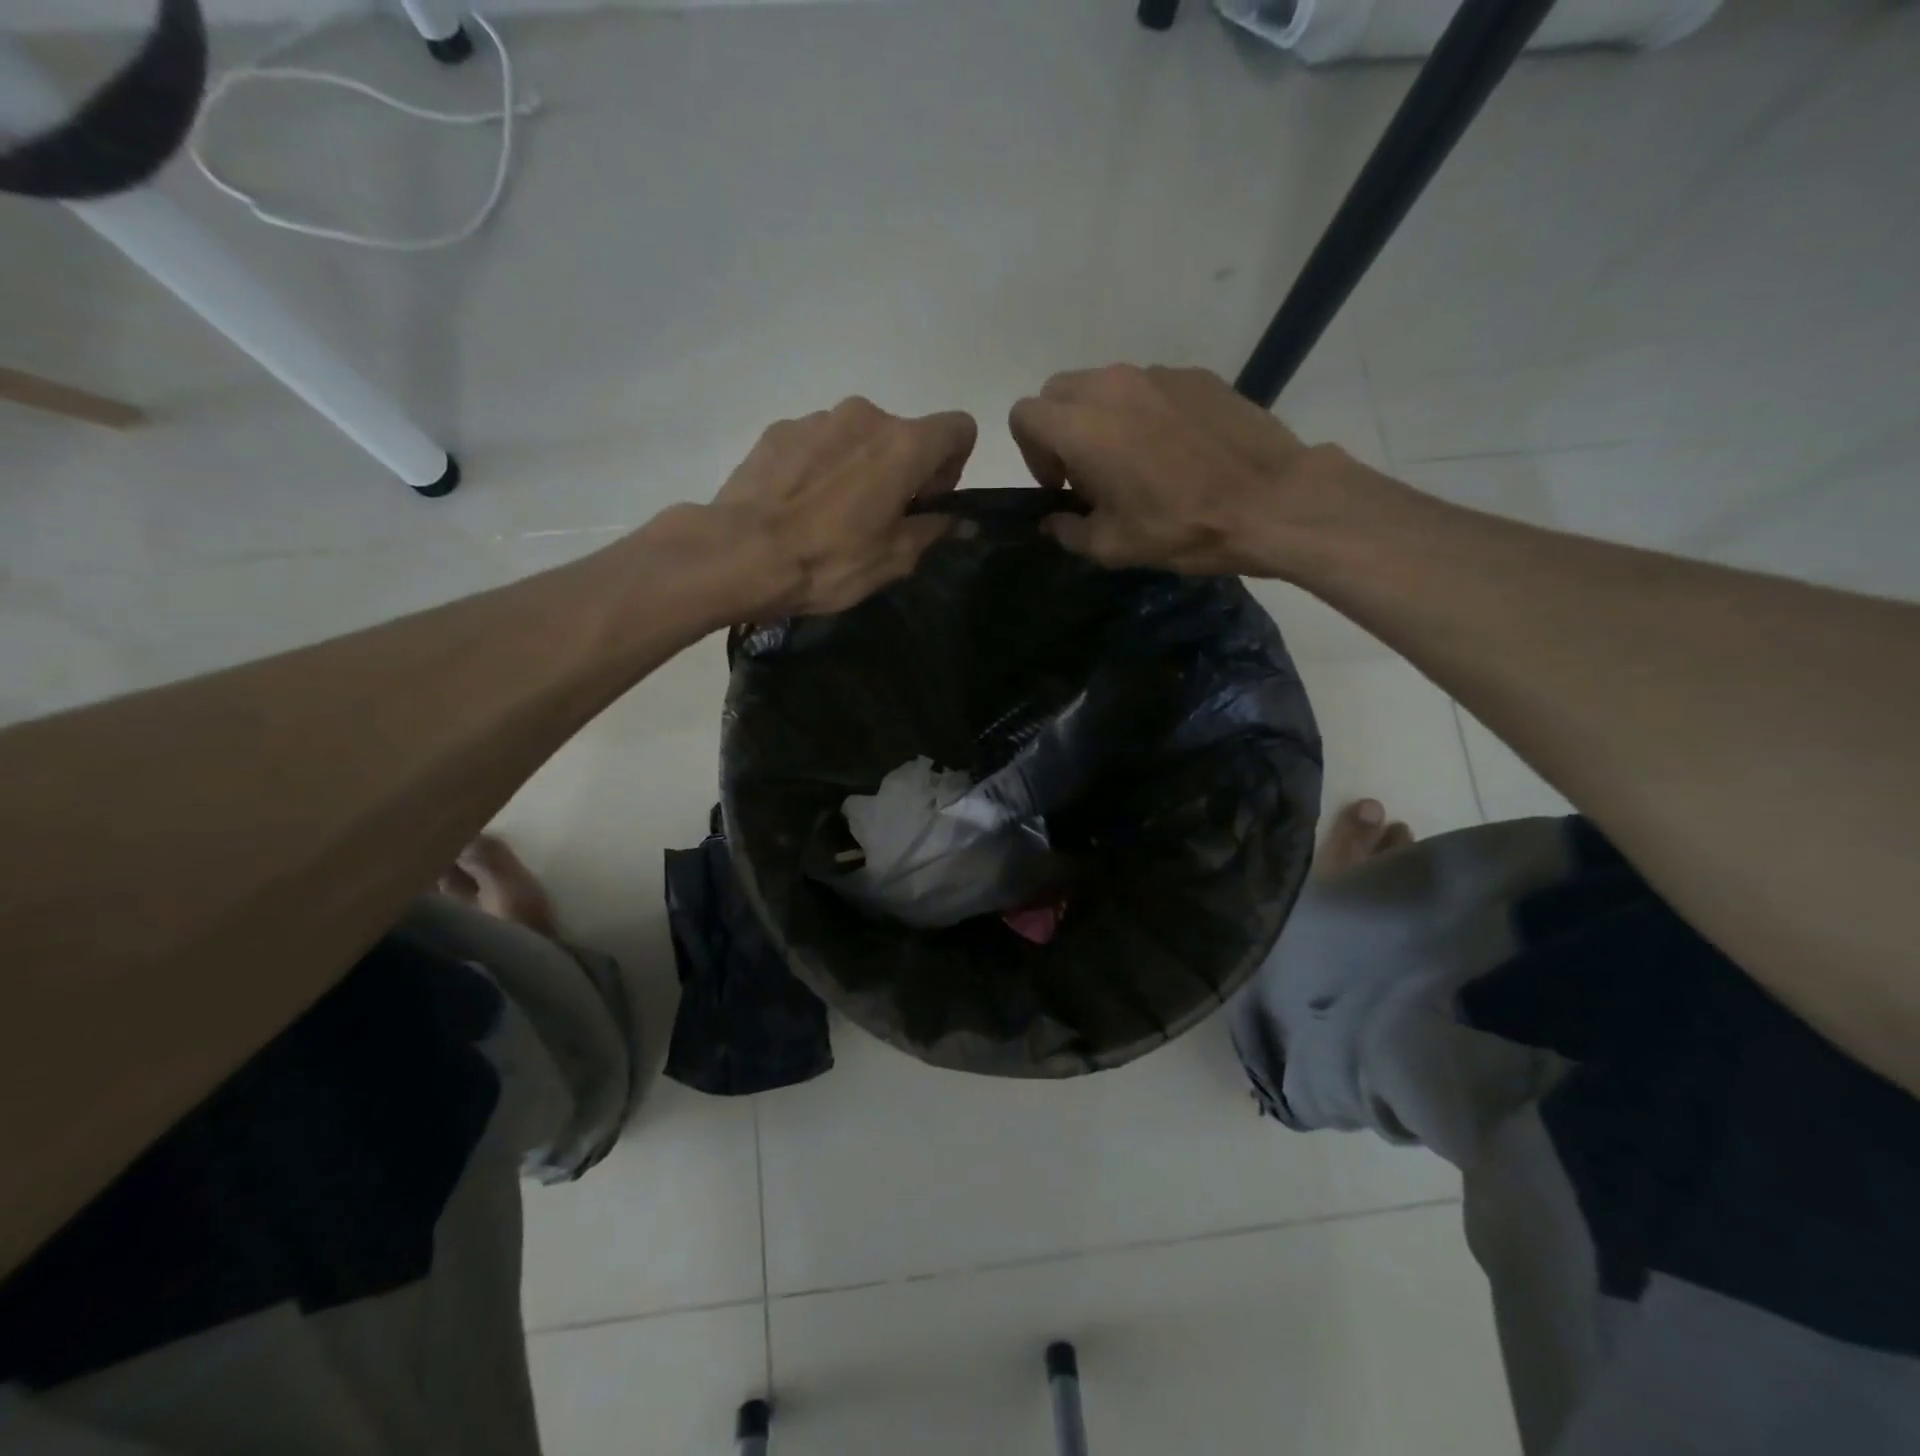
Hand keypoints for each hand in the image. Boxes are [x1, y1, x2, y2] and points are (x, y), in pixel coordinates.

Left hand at [709, 397, 976, 615]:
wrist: (739, 553)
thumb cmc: (830, 561)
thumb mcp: (893, 559)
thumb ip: (933, 530)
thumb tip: (961, 521)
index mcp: (904, 444)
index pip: (959, 428)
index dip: (954, 465)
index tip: (927, 502)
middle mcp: (865, 415)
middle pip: (904, 434)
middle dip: (903, 470)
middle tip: (879, 518)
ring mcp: (817, 418)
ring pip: (858, 437)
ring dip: (859, 466)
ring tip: (831, 515)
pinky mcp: (779, 429)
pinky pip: (818, 443)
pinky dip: (821, 466)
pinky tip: (799, 507)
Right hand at [1008, 364, 1371, 577]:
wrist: (1272, 502)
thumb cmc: (1181, 527)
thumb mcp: (1113, 546)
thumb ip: (1068, 531)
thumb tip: (1052, 521)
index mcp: (1082, 426)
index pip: (1024, 415)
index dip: (1031, 453)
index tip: (1060, 486)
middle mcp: (1112, 386)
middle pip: (1059, 392)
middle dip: (1059, 430)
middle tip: (1088, 473)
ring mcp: (1157, 375)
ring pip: (1104, 386)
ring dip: (1101, 420)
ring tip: (1134, 463)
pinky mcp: (1195, 376)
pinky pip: (1148, 387)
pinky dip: (1143, 413)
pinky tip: (1175, 452)